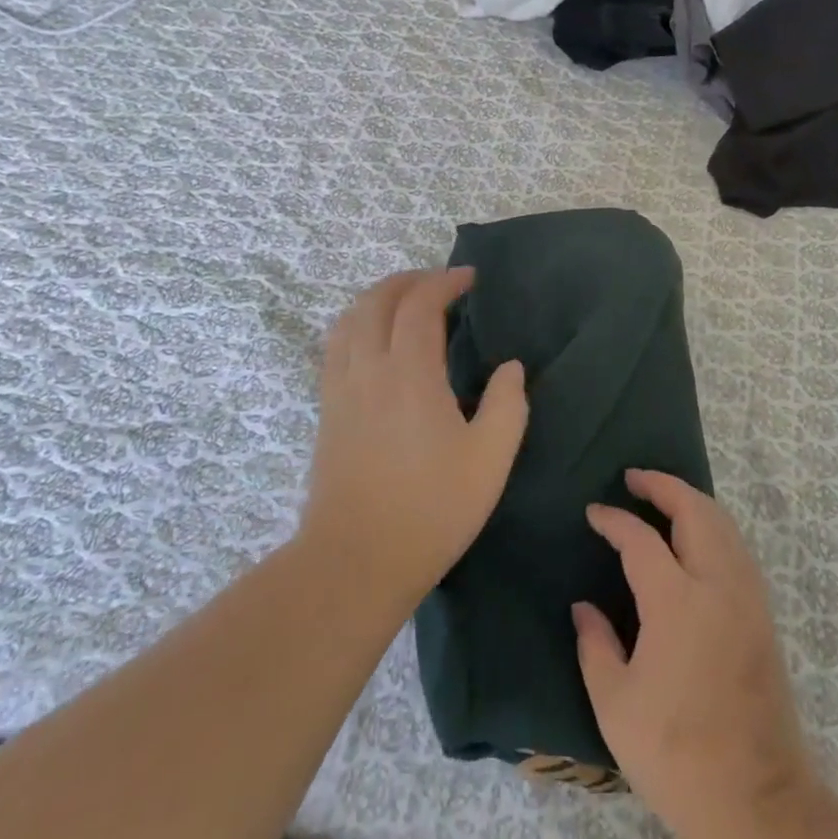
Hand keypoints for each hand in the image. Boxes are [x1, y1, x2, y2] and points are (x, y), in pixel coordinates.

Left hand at [302, 268, 527, 606]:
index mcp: (410, 373)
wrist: (356, 560)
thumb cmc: (432, 509)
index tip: (471, 278)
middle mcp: (368, 368)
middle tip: (440, 282)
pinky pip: (335, 345)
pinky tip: (374, 340)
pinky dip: (356, 323)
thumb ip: (507, 404)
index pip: (421, 303)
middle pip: (378, 299)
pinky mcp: (327, 409)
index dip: (446, 281)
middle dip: (410, 280)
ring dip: (379, 297)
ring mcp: (340, 388)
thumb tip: (510, 367)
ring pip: (350, 318)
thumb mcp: (490, 459)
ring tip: (406, 302)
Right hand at [574, 471, 815, 838]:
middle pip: (695, 511)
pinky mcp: (763, 616)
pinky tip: (695, 540)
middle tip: (634, 478)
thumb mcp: (615, 705)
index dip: (614, 520)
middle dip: (663, 486)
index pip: (640, 539)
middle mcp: (717, 585)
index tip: (594, 513)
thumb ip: (595, 646)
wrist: (755, 801)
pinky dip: (713, 526)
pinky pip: (737, 548)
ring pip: (723, 524)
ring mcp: (747, 598)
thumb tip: (584, 608)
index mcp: (676, 602)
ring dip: (692, 502)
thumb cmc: (675, 754)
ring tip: (663, 499)